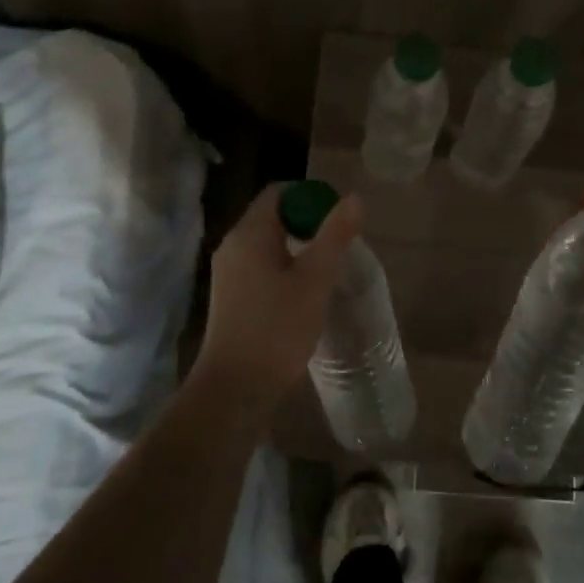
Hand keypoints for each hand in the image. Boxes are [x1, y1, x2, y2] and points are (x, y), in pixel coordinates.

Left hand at [191, 183, 362, 403]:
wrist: (234, 389)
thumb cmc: (276, 330)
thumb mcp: (314, 281)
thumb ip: (335, 236)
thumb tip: (353, 198)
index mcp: (248, 234)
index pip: (279, 193)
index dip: (311, 196)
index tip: (339, 218)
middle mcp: (233, 247)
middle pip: (274, 217)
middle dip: (309, 223)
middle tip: (341, 245)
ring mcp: (229, 274)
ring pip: (269, 245)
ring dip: (300, 249)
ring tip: (330, 270)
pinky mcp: (232, 298)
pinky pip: (262, 268)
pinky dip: (286, 270)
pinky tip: (307, 293)